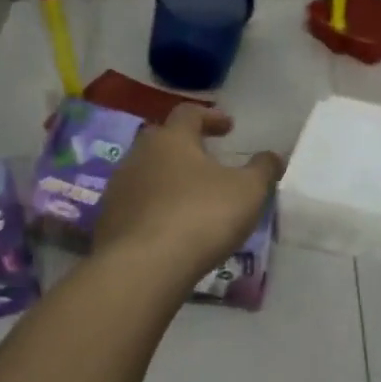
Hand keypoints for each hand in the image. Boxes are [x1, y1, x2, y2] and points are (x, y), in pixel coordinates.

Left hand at [94, 106, 282, 285]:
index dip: (211, 117)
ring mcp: (118, 188)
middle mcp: (139, 155)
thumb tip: (273, 156)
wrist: (142, 268)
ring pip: (146, 172)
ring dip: (168, 178)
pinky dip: (154, 207)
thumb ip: (262, 169)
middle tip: (206, 159)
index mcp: (172, 139)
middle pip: (162, 140)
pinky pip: (136, 204)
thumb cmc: (201, 216)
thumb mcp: (247, 191)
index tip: (228, 127)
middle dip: (185, 146)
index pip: (189, 113)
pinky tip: (170, 226)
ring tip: (190, 196)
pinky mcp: (107, 221)